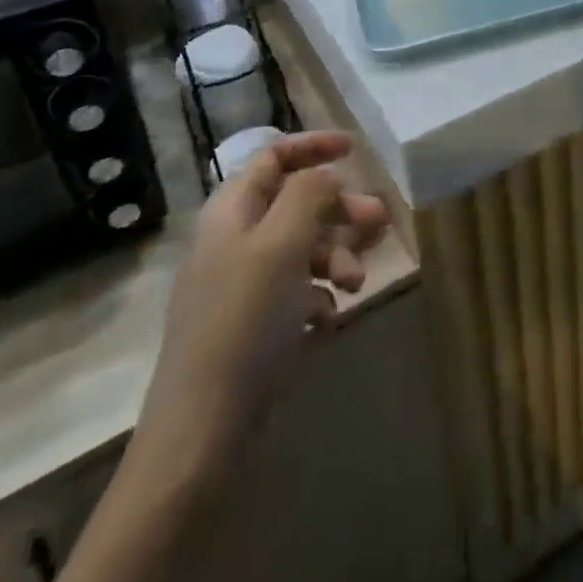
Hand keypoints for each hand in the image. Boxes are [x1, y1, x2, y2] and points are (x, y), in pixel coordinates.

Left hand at [133, 132, 388, 480]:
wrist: (203, 434)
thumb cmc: (245, 323)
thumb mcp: (282, 244)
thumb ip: (309, 195)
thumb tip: (327, 174)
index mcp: (232, 213)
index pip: (272, 158)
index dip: (312, 146)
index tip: (354, 149)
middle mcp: (235, 242)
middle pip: (296, 204)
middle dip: (340, 209)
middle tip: (379, 221)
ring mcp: (242, 287)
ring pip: (303, 249)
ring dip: (337, 255)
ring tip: (356, 282)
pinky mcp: (254, 328)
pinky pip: (297, 292)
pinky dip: (319, 296)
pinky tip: (328, 318)